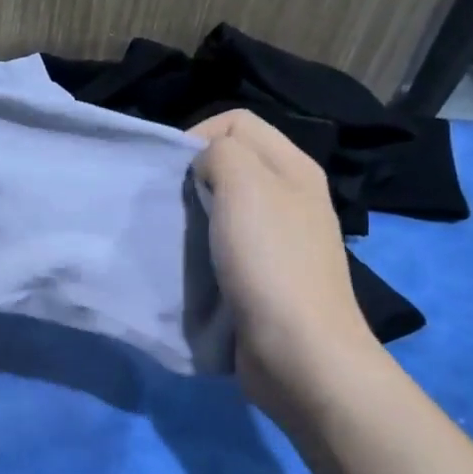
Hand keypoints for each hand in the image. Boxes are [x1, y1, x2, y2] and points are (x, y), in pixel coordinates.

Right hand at [190, 110, 378, 398]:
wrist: (299, 351)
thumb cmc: (270, 262)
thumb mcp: (244, 185)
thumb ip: (221, 153)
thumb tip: (207, 164)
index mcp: (293, 166)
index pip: (237, 121)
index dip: (198, 135)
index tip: (175, 173)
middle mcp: (292, 196)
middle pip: (234, 161)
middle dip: (195, 175)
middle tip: (173, 204)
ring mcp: (283, 238)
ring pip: (228, 204)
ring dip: (197, 213)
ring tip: (178, 233)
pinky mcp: (268, 276)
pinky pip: (229, 244)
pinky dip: (206, 247)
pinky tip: (194, 263)